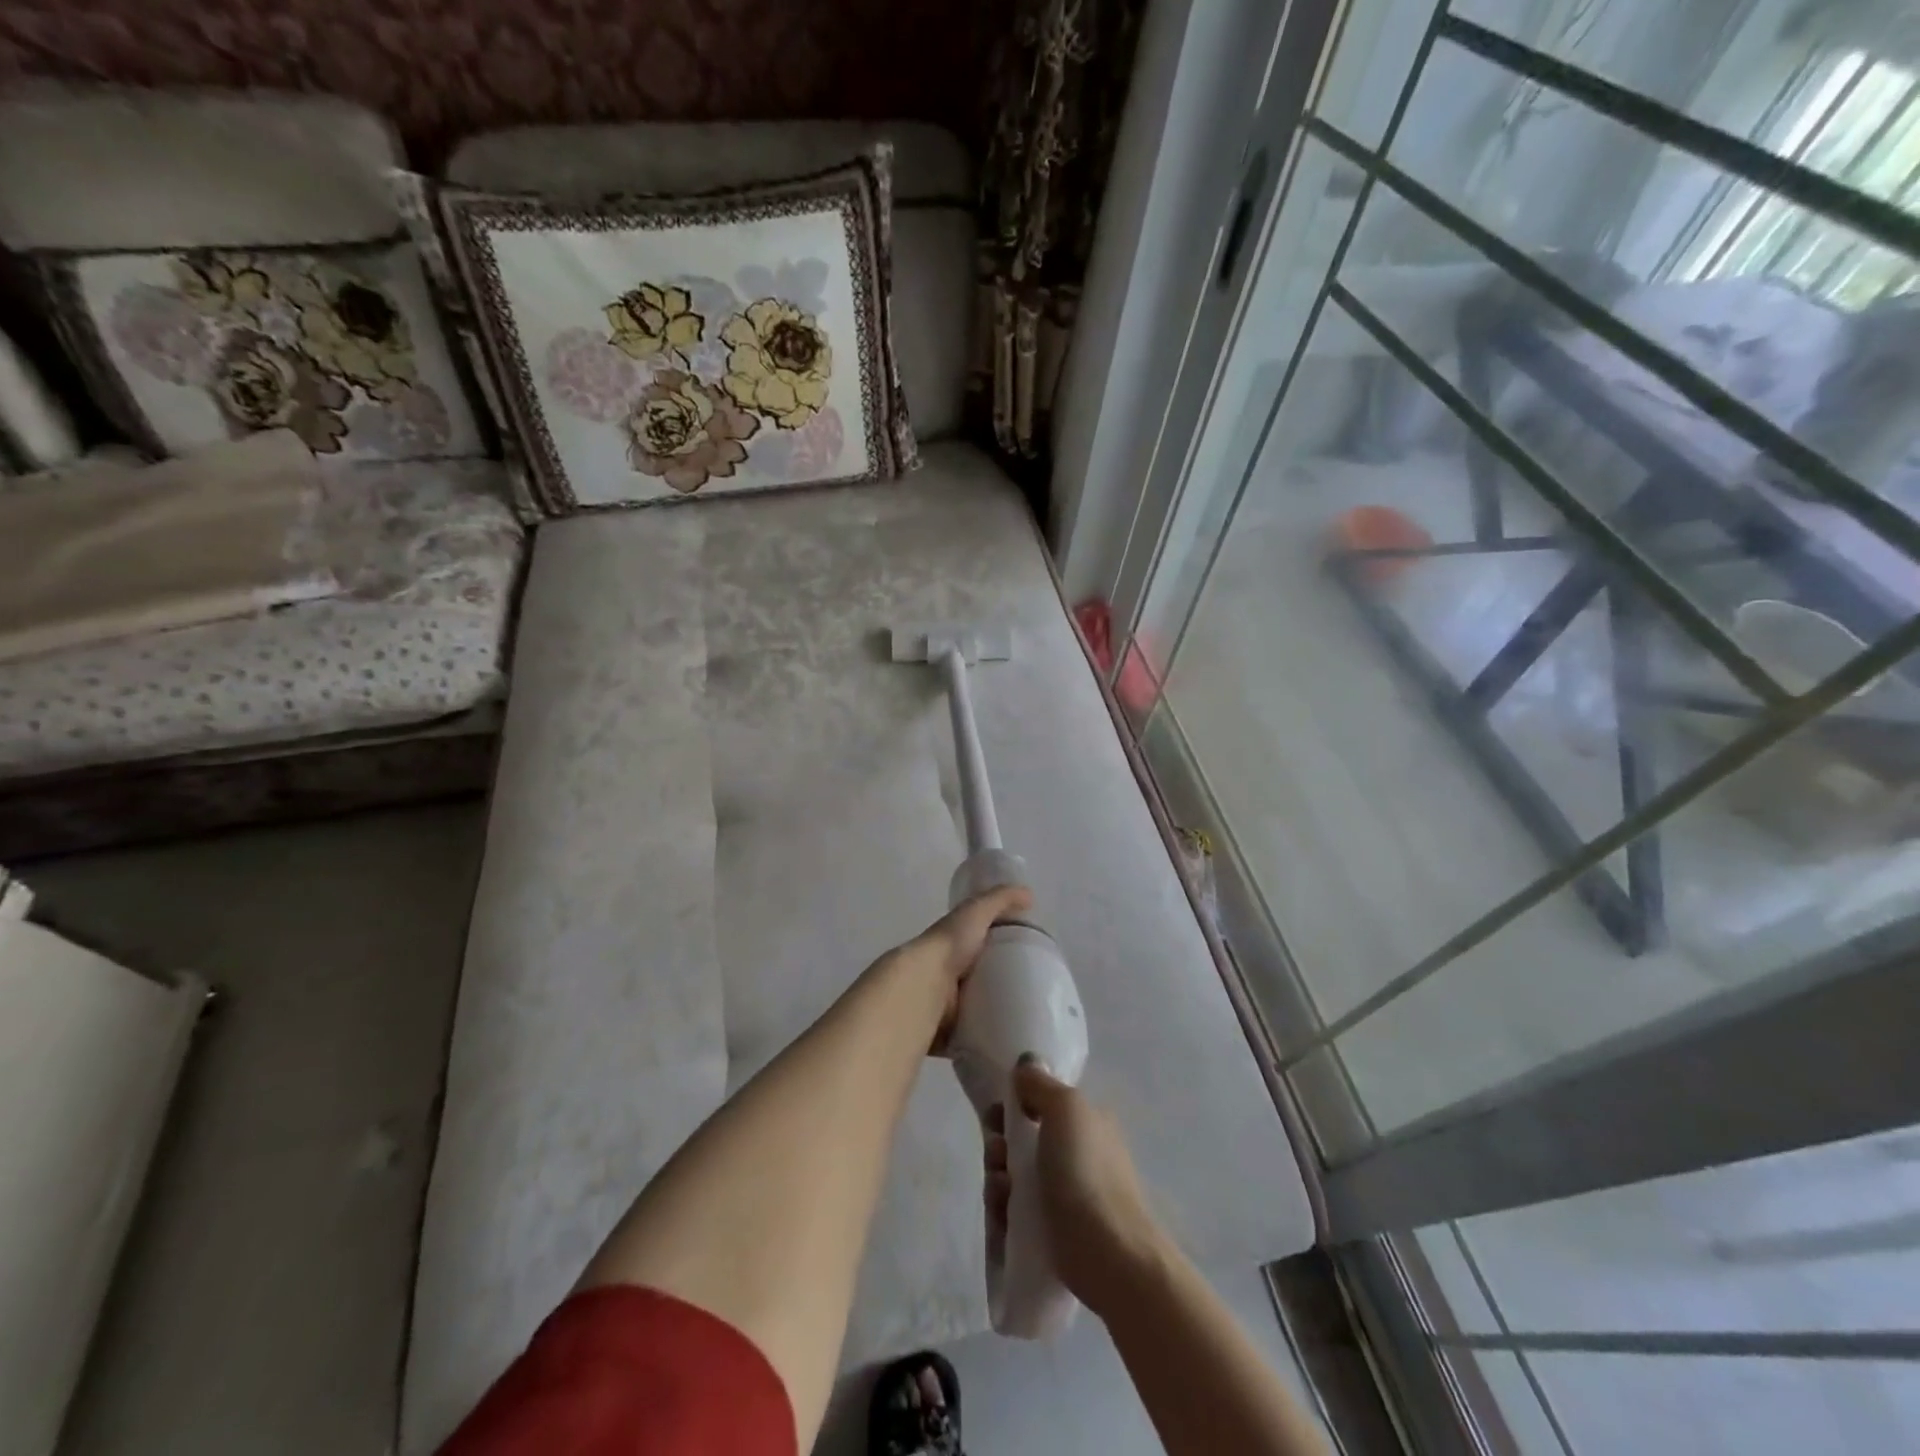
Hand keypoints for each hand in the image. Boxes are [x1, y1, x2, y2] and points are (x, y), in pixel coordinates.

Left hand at [870, 885, 1031, 1052]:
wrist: (923, 986)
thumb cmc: (949, 945)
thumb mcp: (976, 912)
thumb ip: (1000, 899)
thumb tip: (1029, 894)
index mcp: (953, 946)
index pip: (980, 946)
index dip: (1001, 949)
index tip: (1031, 960)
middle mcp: (948, 975)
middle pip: (981, 980)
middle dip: (1003, 986)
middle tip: (1039, 995)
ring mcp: (947, 1007)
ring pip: (978, 1011)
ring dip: (996, 1015)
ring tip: (1032, 1023)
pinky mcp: (948, 1034)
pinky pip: (973, 1040)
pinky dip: (987, 1043)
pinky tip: (1012, 1045)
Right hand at [984, 1059, 1165, 1317]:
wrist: (1110, 1254)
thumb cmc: (1086, 1171)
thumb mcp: (1065, 1108)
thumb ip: (1041, 1084)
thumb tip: (1026, 1065)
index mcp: (1087, 1122)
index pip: (1042, 1104)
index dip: (1014, 1106)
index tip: (996, 1117)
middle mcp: (1079, 1154)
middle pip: (1024, 1141)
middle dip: (1001, 1147)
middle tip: (997, 1156)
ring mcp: (1068, 1196)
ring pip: (1017, 1178)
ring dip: (999, 1180)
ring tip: (1002, 1192)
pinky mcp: (1055, 1234)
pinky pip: (1018, 1214)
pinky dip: (1005, 1212)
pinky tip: (1004, 1218)